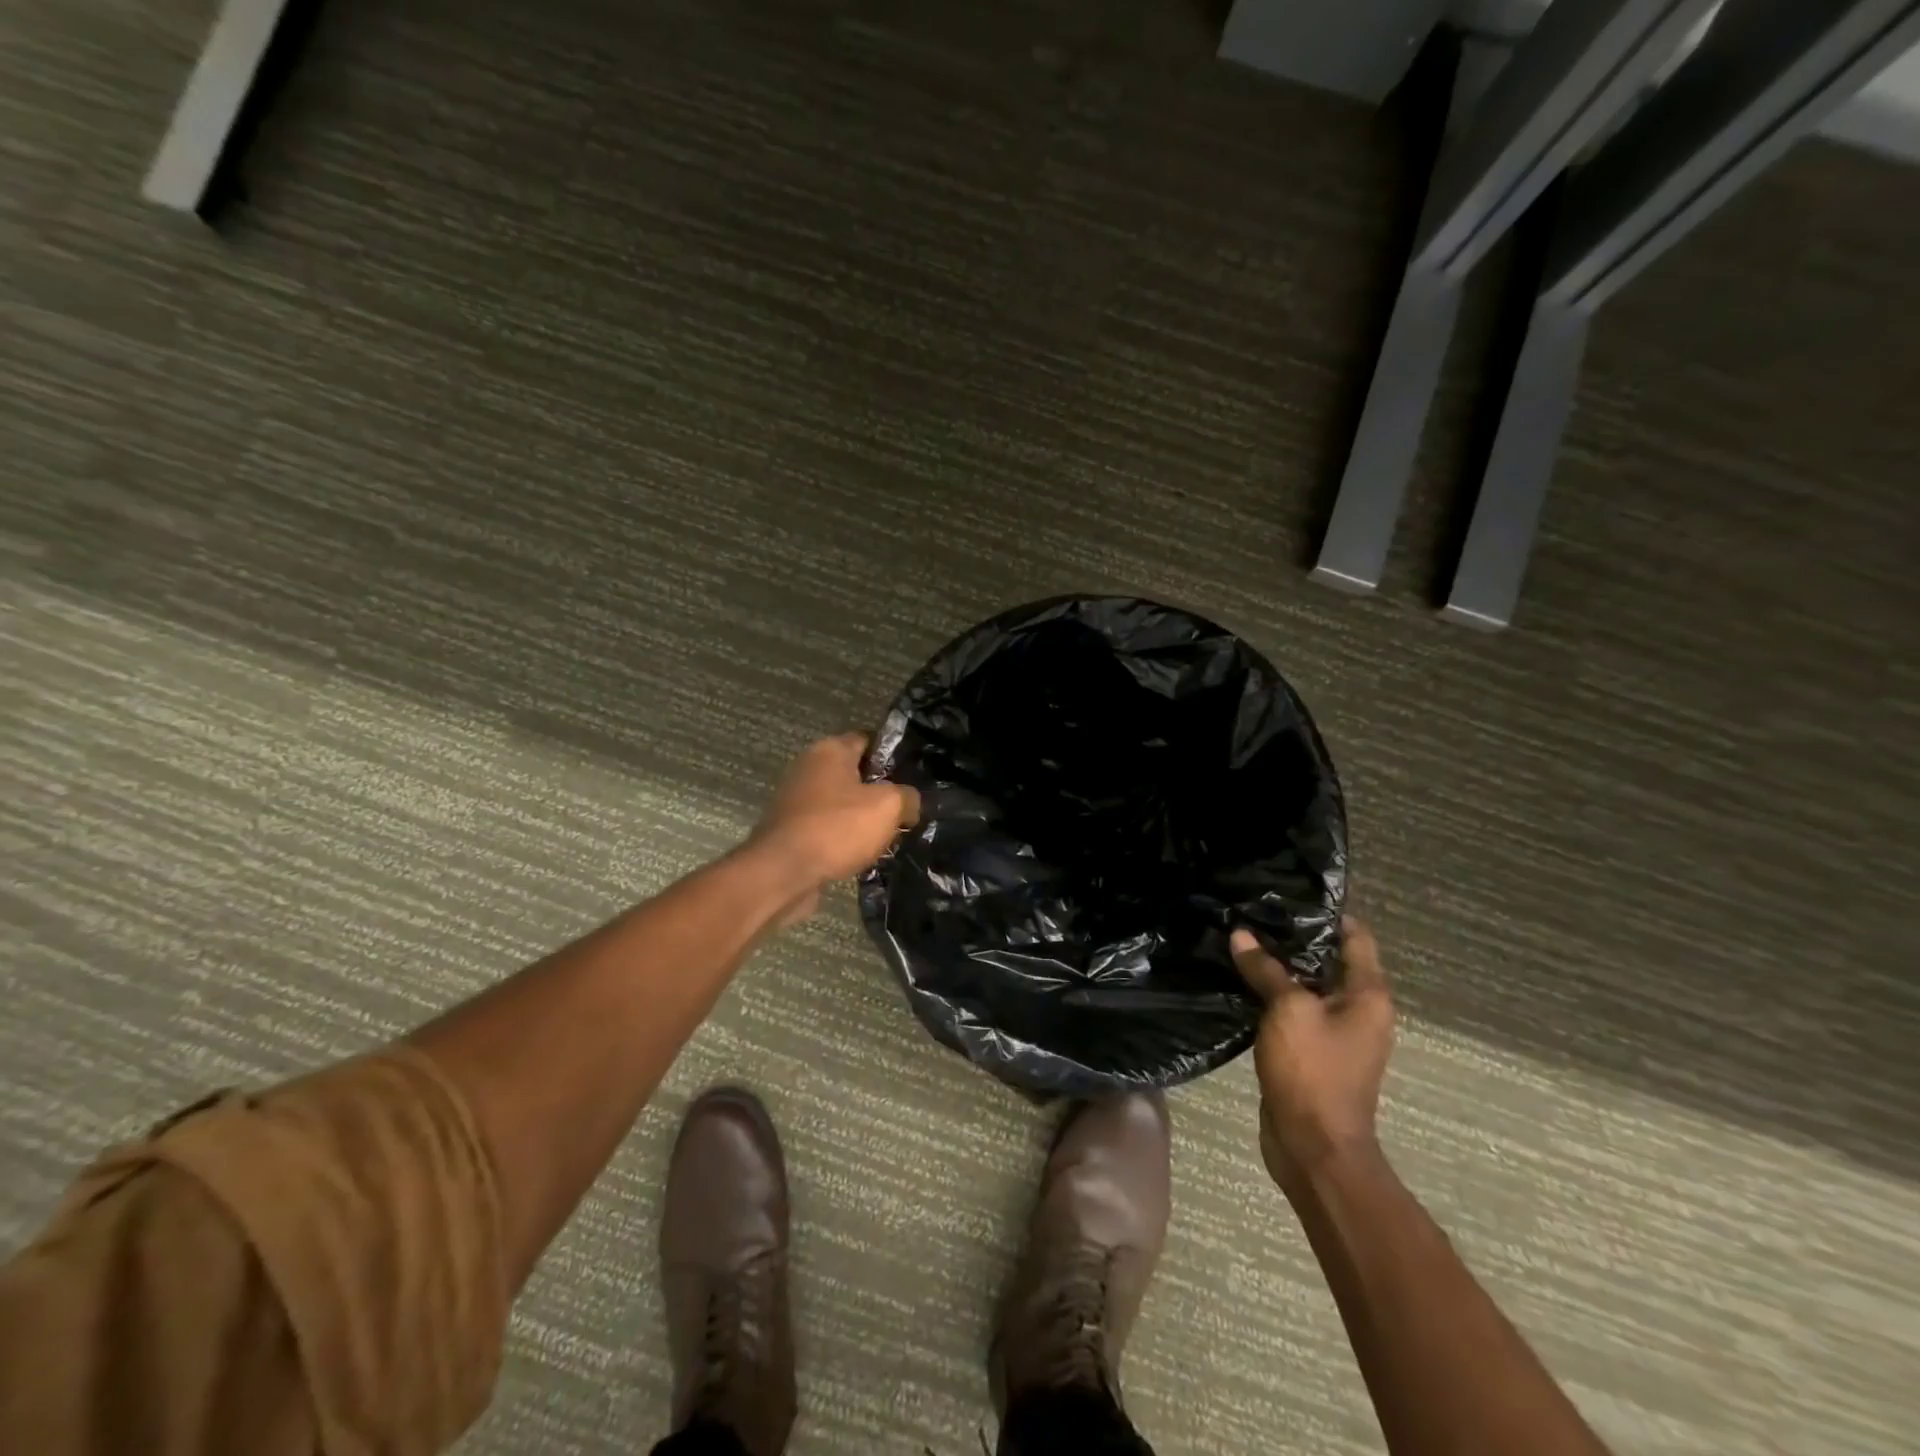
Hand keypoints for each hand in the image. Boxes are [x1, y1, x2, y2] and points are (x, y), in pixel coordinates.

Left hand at [750, 734, 920, 918]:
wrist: (782, 873)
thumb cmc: (836, 828)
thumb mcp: (888, 807)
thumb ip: (908, 797)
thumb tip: (910, 803)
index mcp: (830, 750)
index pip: (869, 740)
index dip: (893, 755)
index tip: (914, 776)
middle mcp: (809, 766)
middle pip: (855, 772)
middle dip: (879, 790)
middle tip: (905, 810)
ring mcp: (796, 799)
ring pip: (841, 802)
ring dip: (861, 817)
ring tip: (888, 836)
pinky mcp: (790, 829)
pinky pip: (826, 826)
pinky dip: (843, 837)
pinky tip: (861, 853)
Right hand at [1231, 916, 1393, 1191]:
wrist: (1314, 1148)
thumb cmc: (1312, 1071)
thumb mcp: (1287, 1010)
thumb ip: (1266, 970)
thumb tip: (1242, 935)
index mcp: (1367, 996)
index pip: (1355, 937)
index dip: (1326, 913)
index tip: (1287, 894)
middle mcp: (1358, 1010)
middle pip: (1328, 960)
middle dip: (1293, 938)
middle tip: (1252, 912)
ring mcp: (1334, 1033)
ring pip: (1306, 986)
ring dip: (1278, 967)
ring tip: (1240, 939)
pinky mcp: (1310, 1052)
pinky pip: (1292, 1011)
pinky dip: (1271, 994)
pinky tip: (1240, 980)